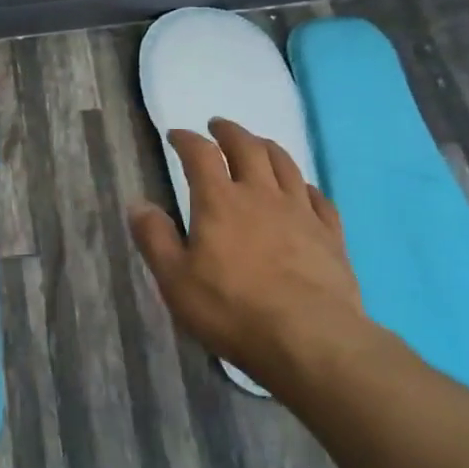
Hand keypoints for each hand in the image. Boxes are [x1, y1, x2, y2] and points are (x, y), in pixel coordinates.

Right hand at [128, 119, 367, 379]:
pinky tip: (303, 189)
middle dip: (230, 132)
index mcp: (220, 201)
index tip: (175, 135)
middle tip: (218, 126)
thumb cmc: (233, 310)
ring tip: (258, 144)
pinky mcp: (331, 235)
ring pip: (285, 164)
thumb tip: (137, 203)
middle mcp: (261, 195)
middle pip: (247, 147)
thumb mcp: (175, 279)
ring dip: (267, 147)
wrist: (312, 341)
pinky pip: (319, 198)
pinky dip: (306, 185)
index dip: (186, 139)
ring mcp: (301, 212)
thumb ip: (154, 238)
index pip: (200, 154)